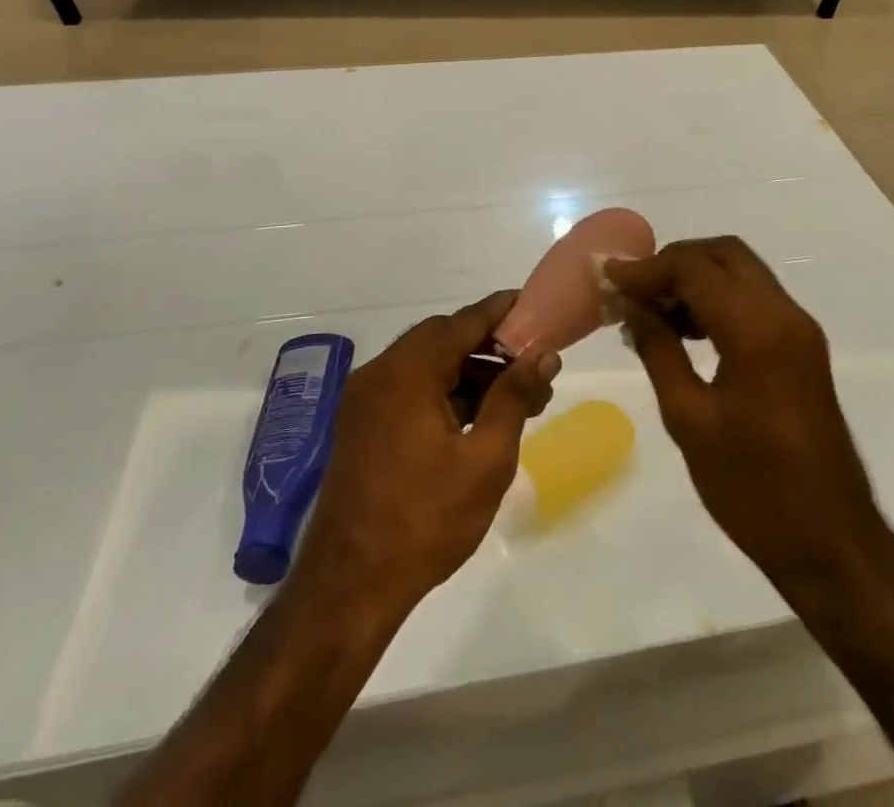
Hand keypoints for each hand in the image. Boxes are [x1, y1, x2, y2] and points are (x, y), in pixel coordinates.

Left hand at [292, 293, 559, 611]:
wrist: (349, 586)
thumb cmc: (425, 520)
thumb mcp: (485, 459)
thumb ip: (514, 397)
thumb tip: (544, 355)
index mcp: (408, 371)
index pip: (465, 321)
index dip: (503, 311)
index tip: (536, 307)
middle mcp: (380, 372)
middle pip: (443, 338)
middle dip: (489, 347)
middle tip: (530, 369)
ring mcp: (364, 399)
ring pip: (426, 364)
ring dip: (467, 373)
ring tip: (512, 402)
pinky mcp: (360, 424)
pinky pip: (408, 388)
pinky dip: (442, 392)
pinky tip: (474, 421)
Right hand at [606, 239, 885, 589]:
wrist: (831, 544)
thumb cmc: (753, 488)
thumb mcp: (689, 419)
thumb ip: (658, 350)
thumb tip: (630, 306)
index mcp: (757, 330)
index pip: (694, 267)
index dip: (646, 268)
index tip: (606, 278)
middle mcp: (785, 314)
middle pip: (724, 254)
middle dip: (673, 262)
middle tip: (633, 290)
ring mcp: (799, 330)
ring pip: (740, 273)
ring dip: (695, 278)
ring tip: (650, 311)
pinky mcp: (801, 348)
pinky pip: (754, 300)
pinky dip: (717, 299)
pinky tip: (684, 331)